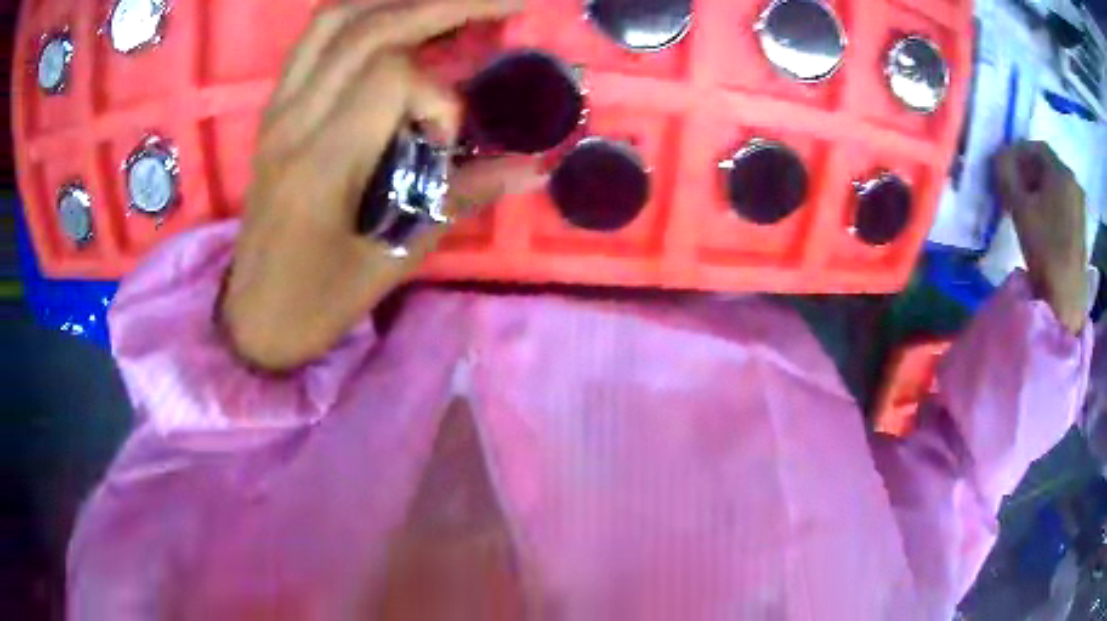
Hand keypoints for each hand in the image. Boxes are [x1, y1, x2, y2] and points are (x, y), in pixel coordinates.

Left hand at [222, 0, 541, 370]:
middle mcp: (293, 120)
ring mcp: (277, 108)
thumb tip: (532, 168)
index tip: (446, 142)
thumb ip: (461, 198)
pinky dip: (359, 13)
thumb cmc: (319, 299)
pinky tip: (394, 16)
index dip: (438, 96)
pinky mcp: (273, 109)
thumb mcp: (395, 260)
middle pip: (368, 26)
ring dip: (399, 1)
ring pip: (335, 19)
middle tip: (504, 3)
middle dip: (446, 5)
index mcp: (322, 164)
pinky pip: (312, 38)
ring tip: (451, 5)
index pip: (390, 76)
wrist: (254, 314)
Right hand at [994, 140, 1087, 333]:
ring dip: (1038, 187)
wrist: (1066, 298)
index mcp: (1061, 171)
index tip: (1003, 167)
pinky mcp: (1081, 225)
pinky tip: (1040, 220)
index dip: (1017, 151)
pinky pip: (1062, 201)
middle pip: (1047, 165)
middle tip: (1012, 186)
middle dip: (1027, 170)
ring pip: (1055, 184)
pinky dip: (1049, 202)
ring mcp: (1079, 205)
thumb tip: (999, 156)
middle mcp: (1073, 181)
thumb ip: (1006, 174)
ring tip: (1024, 205)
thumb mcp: (1019, 207)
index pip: (1036, 147)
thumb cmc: (1045, 248)